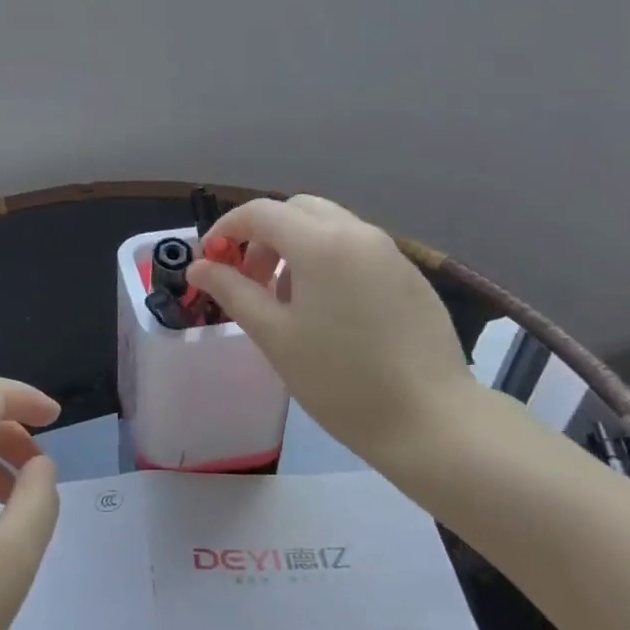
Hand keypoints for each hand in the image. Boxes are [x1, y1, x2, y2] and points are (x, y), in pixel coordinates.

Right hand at [187, 196, 481, 468]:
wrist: (430, 419)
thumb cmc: (339, 380)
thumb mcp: (274, 336)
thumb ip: (232, 291)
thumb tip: (199, 266)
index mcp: (321, 243)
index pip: (261, 212)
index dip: (226, 228)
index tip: (209, 259)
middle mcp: (358, 233)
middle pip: (297, 210)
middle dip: (263, 235)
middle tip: (249, 279)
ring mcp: (390, 252)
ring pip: (329, 227)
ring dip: (295, 247)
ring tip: (286, 301)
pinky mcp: (409, 275)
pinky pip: (356, 249)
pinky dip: (328, 261)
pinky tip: (328, 312)